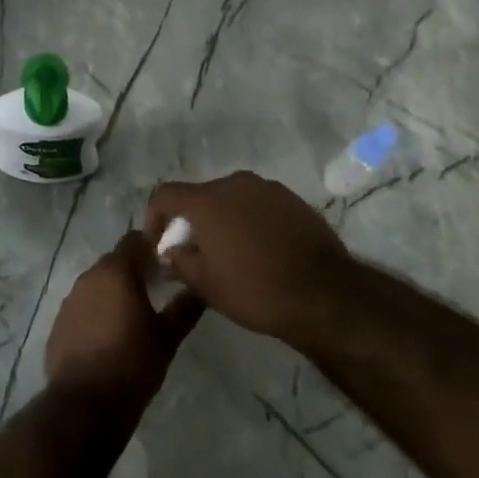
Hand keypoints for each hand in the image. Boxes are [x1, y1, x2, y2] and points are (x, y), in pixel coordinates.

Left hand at [45, 231, 203, 405]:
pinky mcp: (58, 323)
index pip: (134, 240)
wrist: (85, 405)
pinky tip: (108, 335)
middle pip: (114, 261)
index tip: (167, 262)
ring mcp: (69, 300)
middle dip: (134, 270)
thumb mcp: (167, 338)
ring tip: (133, 314)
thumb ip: (184, 308)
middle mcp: (89, 277)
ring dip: (113, 291)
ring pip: (97, 284)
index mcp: (116, 272)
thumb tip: (201, 290)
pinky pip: (82, 307)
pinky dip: (96, 312)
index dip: (152, 246)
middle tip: (155, 289)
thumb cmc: (133, 364)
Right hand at [144, 172, 349, 345]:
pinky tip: (259, 250)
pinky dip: (249, 221)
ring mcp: (268, 188)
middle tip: (194, 253)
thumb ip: (179, 261)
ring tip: (229, 253)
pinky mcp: (292, 199)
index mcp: (207, 200)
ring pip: (231, 199)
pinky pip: (258, 205)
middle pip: (201, 196)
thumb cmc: (255, 289)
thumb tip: (170, 250)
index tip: (159, 244)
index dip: (154, 217)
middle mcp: (235, 183)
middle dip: (191, 221)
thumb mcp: (205, 285)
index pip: (166, 195)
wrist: (324, 293)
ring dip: (222, 220)